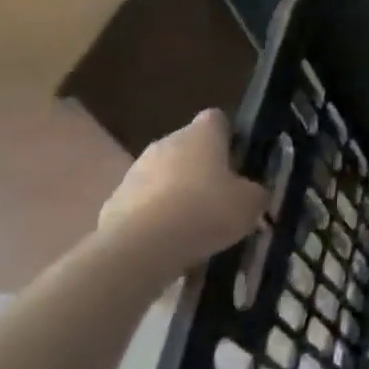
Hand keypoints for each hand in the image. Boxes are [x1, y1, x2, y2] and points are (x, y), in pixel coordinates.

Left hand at [97, 109, 266, 278]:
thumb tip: (252, 193)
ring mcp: (134, 172)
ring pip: (164, 174)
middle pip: (188, 147)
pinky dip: (155, 215)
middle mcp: (166, 144)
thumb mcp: (251, 203)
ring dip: (177, 191)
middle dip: (203, 166)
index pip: (217, 119)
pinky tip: (169, 240)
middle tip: (221, 194)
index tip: (240, 159)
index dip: (230, 135)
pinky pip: (143, 202)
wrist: (140, 249)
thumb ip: (255, 191)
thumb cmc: (206, 211)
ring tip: (194, 223)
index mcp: (201, 135)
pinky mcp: (113, 203)